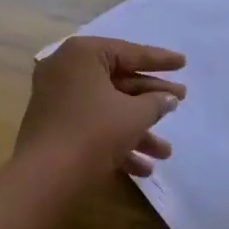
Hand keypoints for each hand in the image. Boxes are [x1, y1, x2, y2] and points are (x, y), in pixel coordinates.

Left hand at [15, 37, 184, 178]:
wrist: (45, 177)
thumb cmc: (94, 132)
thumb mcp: (133, 116)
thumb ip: (155, 103)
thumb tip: (169, 98)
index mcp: (83, 54)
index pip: (129, 52)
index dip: (159, 60)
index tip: (183, 63)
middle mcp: (66, 69)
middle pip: (118, 80)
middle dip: (151, 99)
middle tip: (181, 101)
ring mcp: (57, 98)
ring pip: (107, 107)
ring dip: (137, 129)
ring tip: (166, 153)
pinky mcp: (54, 125)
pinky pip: (92, 124)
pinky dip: (116, 141)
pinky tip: (143, 169)